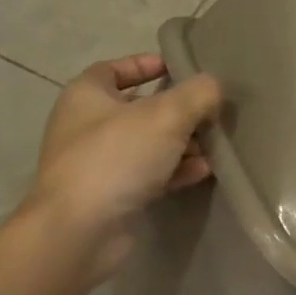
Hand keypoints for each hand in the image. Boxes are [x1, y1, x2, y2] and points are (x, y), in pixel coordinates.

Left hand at [27, 55, 222, 279]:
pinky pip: (149, 175)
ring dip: (181, 144)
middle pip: (138, 108)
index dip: (146, 64)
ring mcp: (98, 164)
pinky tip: (203, 172)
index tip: (179, 68)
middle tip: (209, 112)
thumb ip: (196, 94)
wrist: (81, 231)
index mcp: (87, 95)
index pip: (115, 68)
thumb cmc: (117, 157)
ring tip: (214, 146)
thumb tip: (213, 85)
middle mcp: (87, 126)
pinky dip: (174, 171)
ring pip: (147, 144)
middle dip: (177, 110)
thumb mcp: (166, 115)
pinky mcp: (112, 196)